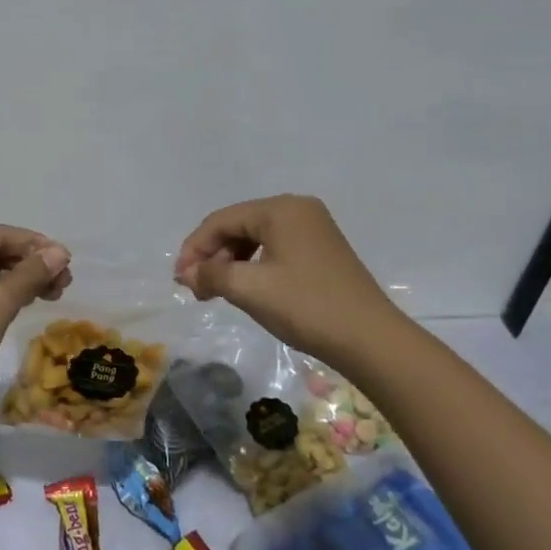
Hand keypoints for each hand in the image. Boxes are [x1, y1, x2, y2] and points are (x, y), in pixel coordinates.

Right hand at [174, 195, 402, 364]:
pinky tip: (246, 289)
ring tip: (216, 292)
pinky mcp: (322, 250)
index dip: (194, 248)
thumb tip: (188, 273)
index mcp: (280, 209)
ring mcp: (313, 229)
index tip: (179, 279)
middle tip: (196, 289)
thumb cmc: (306, 307)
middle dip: (213, 256)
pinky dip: (253, 267)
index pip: (221, 220)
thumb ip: (212, 275)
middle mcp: (297, 209)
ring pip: (256, 238)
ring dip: (231, 263)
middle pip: (238, 226)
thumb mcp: (250, 289)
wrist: (371, 340)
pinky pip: (275, 249)